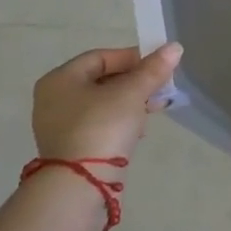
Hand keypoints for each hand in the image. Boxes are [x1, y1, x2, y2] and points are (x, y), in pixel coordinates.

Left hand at [30, 43, 181, 163]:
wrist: (81, 184)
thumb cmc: (102, 126)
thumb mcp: (132, 93)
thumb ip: (153, 69)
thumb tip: (175, 46)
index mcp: (60, 79)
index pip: (101, 56)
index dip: (133, 57)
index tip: (159, 65)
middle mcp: (54, 99)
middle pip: (103, 79)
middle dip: (136, 81)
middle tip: (162, 86)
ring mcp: (60, 126)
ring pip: (104, 103)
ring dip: (133, 101)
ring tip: (158, 107)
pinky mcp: (71, 147)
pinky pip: (100, 123)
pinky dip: (121, 120)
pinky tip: (141, 128)